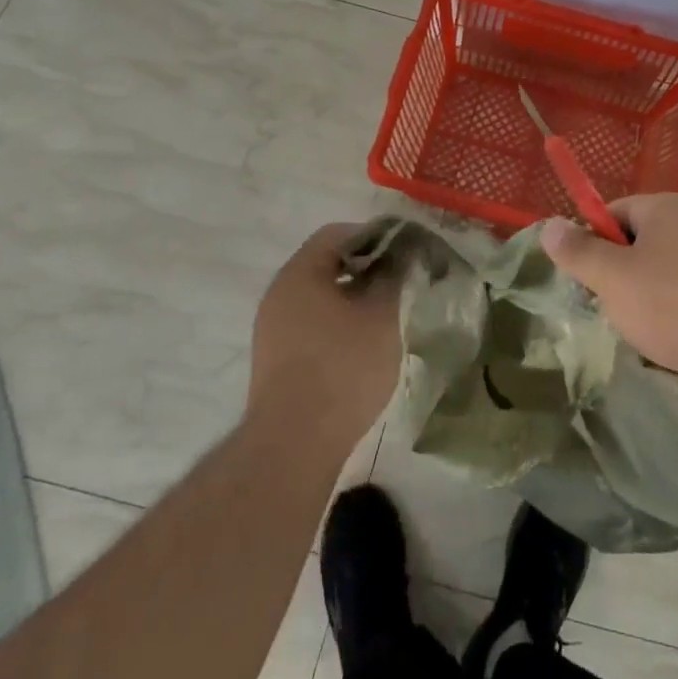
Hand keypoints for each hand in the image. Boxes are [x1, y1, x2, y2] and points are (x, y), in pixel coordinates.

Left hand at [247, 223, 399, 447]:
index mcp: (300, 273)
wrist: (293, 444)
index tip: (404, 251)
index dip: (375, 236)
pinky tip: (362, 345)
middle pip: (326, 263)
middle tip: (400, 281)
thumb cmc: (342, 367)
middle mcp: (279, 293)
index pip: (337, 233)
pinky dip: (338, 323)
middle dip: (365, 268)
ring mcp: (273, 328)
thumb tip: (403, 255)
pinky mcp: (276, 359)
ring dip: (353, 297)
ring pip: (319, 296)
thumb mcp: (382, 316)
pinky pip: (311, 324)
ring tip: (386, 314)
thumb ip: (394, 277)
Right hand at [541, 193, 677, 393]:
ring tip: (642, 331)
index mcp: (664, 208)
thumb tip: (548, 225)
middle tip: (611, 308)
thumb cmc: (676, 305)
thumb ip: (578, 252)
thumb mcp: (613, 278)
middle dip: (617, 277)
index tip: (585, 280)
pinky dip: (672, 316)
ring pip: (658, 274)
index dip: (591, 243)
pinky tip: (670, 343)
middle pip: (634, 243)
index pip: (611, 212)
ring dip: (642, 301)